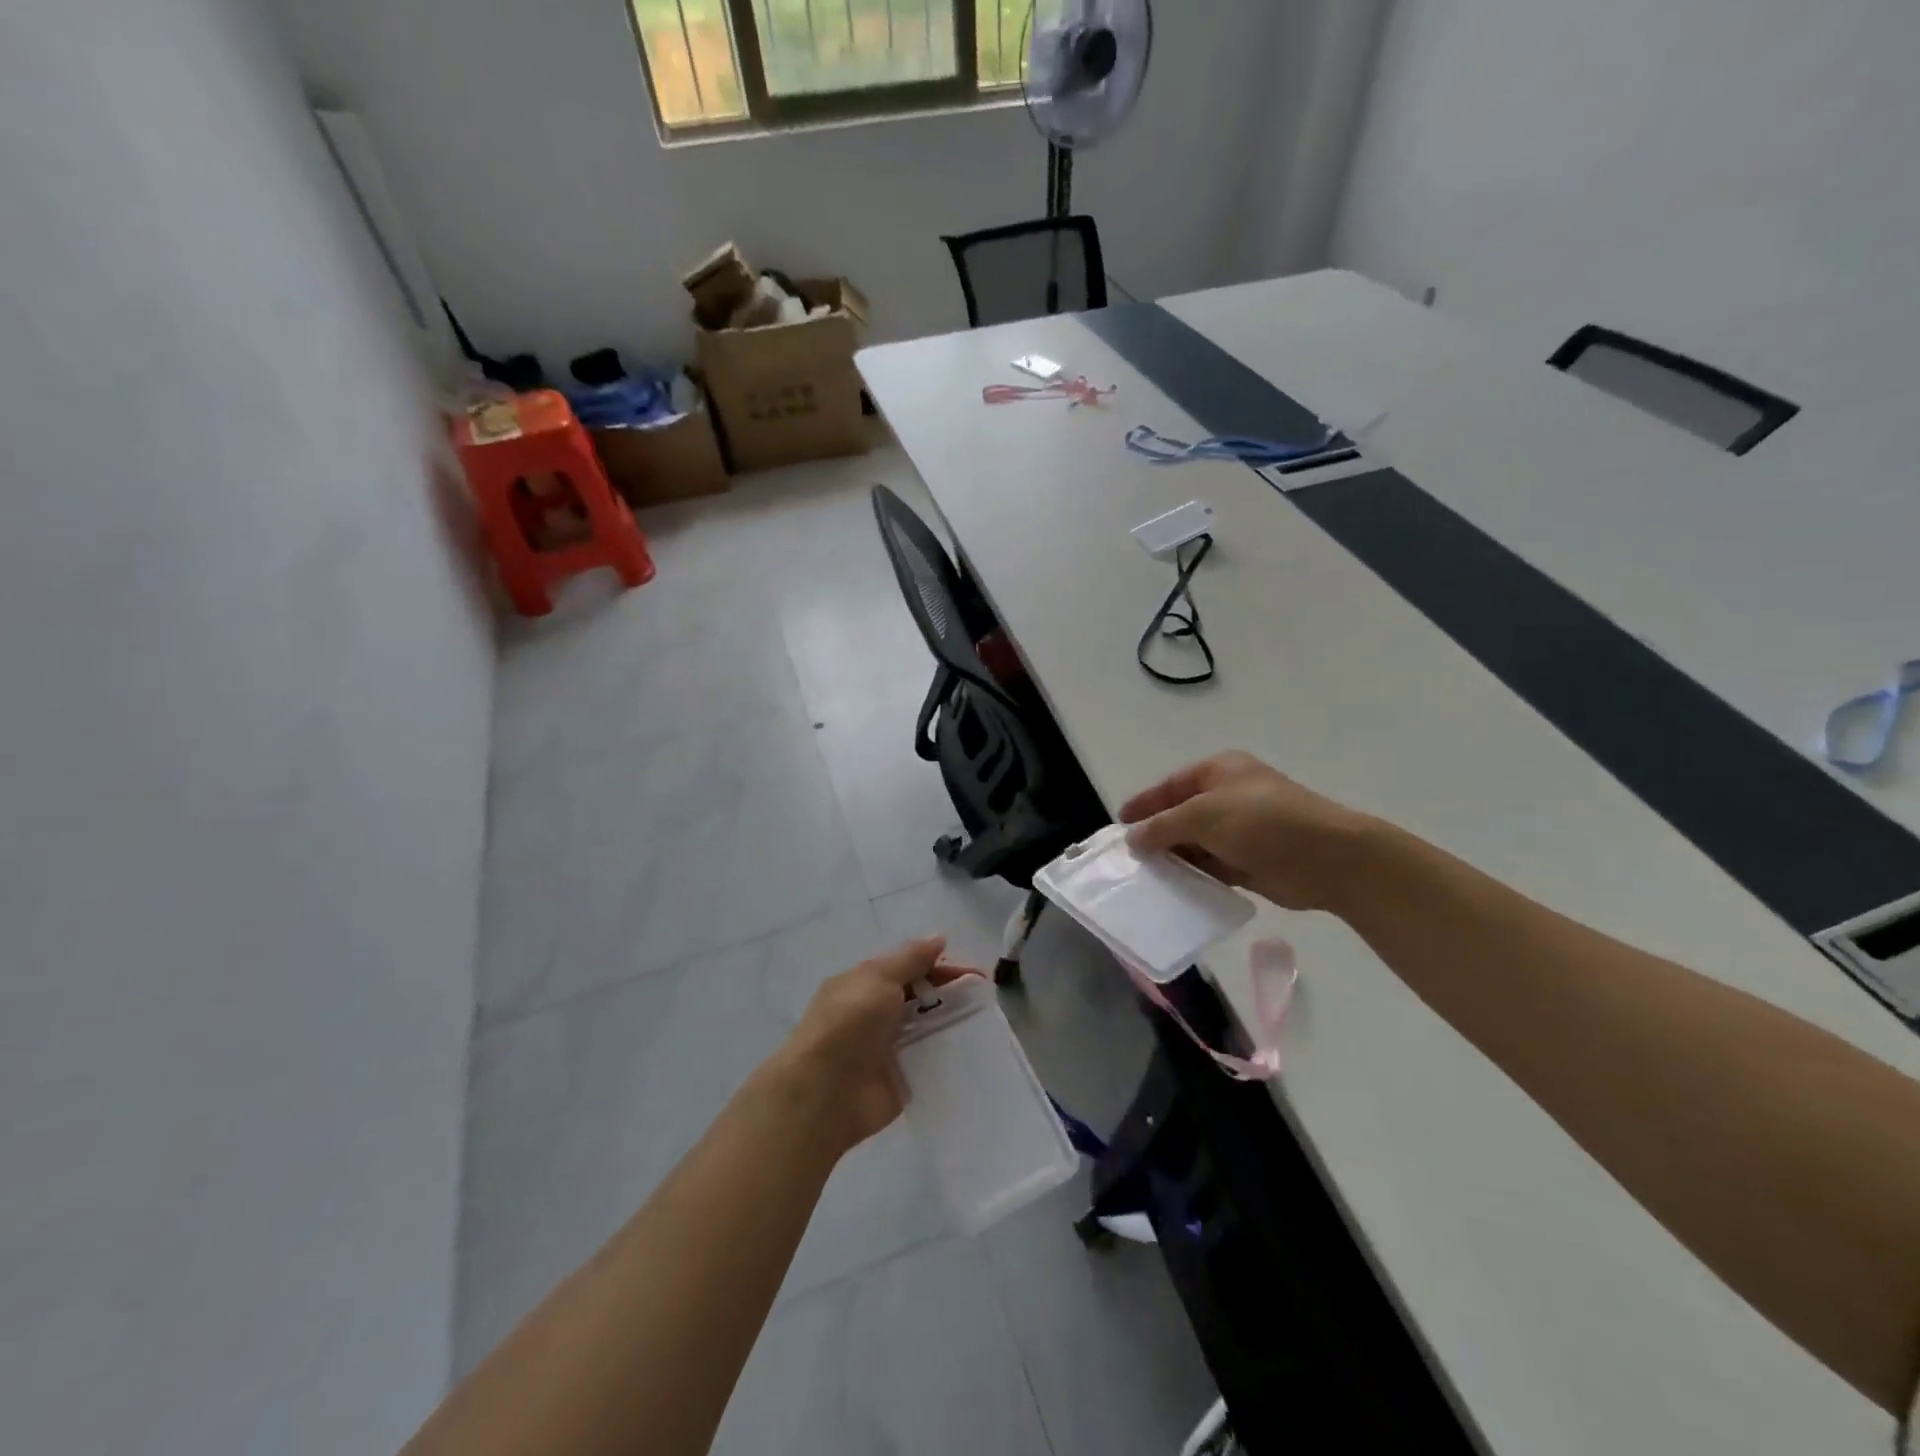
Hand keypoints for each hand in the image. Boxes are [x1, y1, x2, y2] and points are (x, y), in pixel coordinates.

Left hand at [767, 937, 979, 1156]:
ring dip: (952, 1023)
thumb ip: (910, 958)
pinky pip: (929, 1062)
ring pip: (928, 1028)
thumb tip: (938, 938)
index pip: (909, 968)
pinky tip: (975, 1052)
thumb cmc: (849, 1023)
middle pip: (921, 997)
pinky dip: (948, 1055)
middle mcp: (877, 1013)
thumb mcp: (878, 977)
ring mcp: (889, 1047)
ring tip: (987, 1022)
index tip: (973, 975)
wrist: (824, 1092)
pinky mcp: (901, 1079)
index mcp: (865, 984)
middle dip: (951, 993)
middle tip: (984, 997)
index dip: (940, 966)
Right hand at [1118, 751, 1372, 911]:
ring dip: (1174, 858)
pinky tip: (1173, 889)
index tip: (1119, 824)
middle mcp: (1229, 797)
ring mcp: (1241, 830)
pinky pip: (1212, 867)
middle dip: (1156, 834)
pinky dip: (1194, 876)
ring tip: (1144, 877)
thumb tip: (1132, 839)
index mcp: (1219, 772)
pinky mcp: (1251, 861)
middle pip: (1182, 815)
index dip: (1145, 803)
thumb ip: (1162, 826)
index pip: (1171, 785)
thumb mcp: (1203, 815)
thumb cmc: (1261, 821)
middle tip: (1128, 856)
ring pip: (1196, 844)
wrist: (1326, 857)